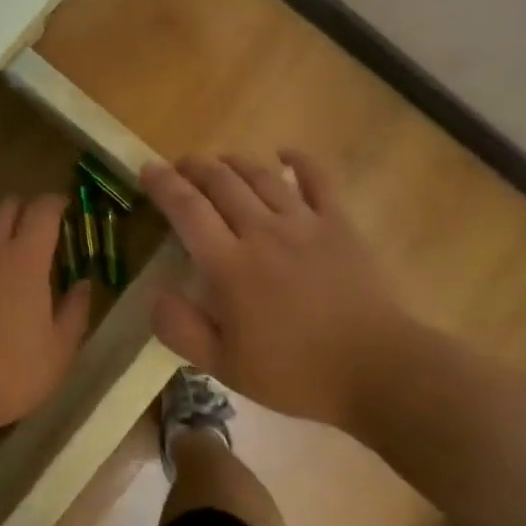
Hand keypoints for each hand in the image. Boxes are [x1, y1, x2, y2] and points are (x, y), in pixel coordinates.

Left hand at [0, 195, 91, 431]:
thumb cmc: (3, 372)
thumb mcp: (56, 354)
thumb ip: (75, 312)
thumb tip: (83, 283)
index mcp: (24, 257)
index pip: (43, 208)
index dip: (57, 202)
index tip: (65, 209)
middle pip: (7, 205)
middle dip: (25, 211)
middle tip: (35, 234)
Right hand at [140, 151, 410, 433]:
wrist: (378, 369)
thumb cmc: (296, 373)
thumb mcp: (224, 367)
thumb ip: (181, 329)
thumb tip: (155, 293)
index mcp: (230, 265)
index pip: (187, 209)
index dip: (163, 184)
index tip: (147, 169)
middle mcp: (262, 231)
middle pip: (221, 182)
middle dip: (194, 166)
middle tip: (180, 165)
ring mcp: (304, 223)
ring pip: (261, 175)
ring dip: (234, 162)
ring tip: (219, 161)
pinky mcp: (339, 223)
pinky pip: (317, 179)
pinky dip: (298, 160)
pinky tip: (285, 153)